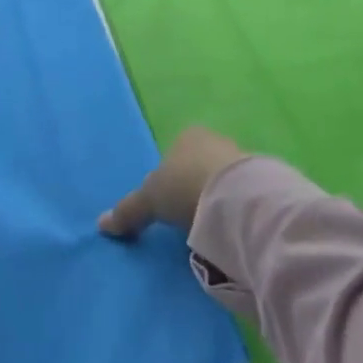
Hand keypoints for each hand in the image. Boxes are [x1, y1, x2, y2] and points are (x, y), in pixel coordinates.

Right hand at [100, 127, 249, 238]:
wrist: (236, 197)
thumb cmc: (185, 186)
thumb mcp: (150, 199)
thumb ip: (129, 211)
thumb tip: (101, 224)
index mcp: (187, 135)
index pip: (175, 152)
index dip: (170, 176)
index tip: (168, 203)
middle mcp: (214, 139)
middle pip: (200, 165)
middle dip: (194, 187)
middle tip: (188, 218)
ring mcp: (241, 158)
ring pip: (222, 179)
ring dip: (217, 199)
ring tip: (211, 228)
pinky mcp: (261, 180)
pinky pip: (242, 194)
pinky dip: (235, 208)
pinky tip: (231, 227)